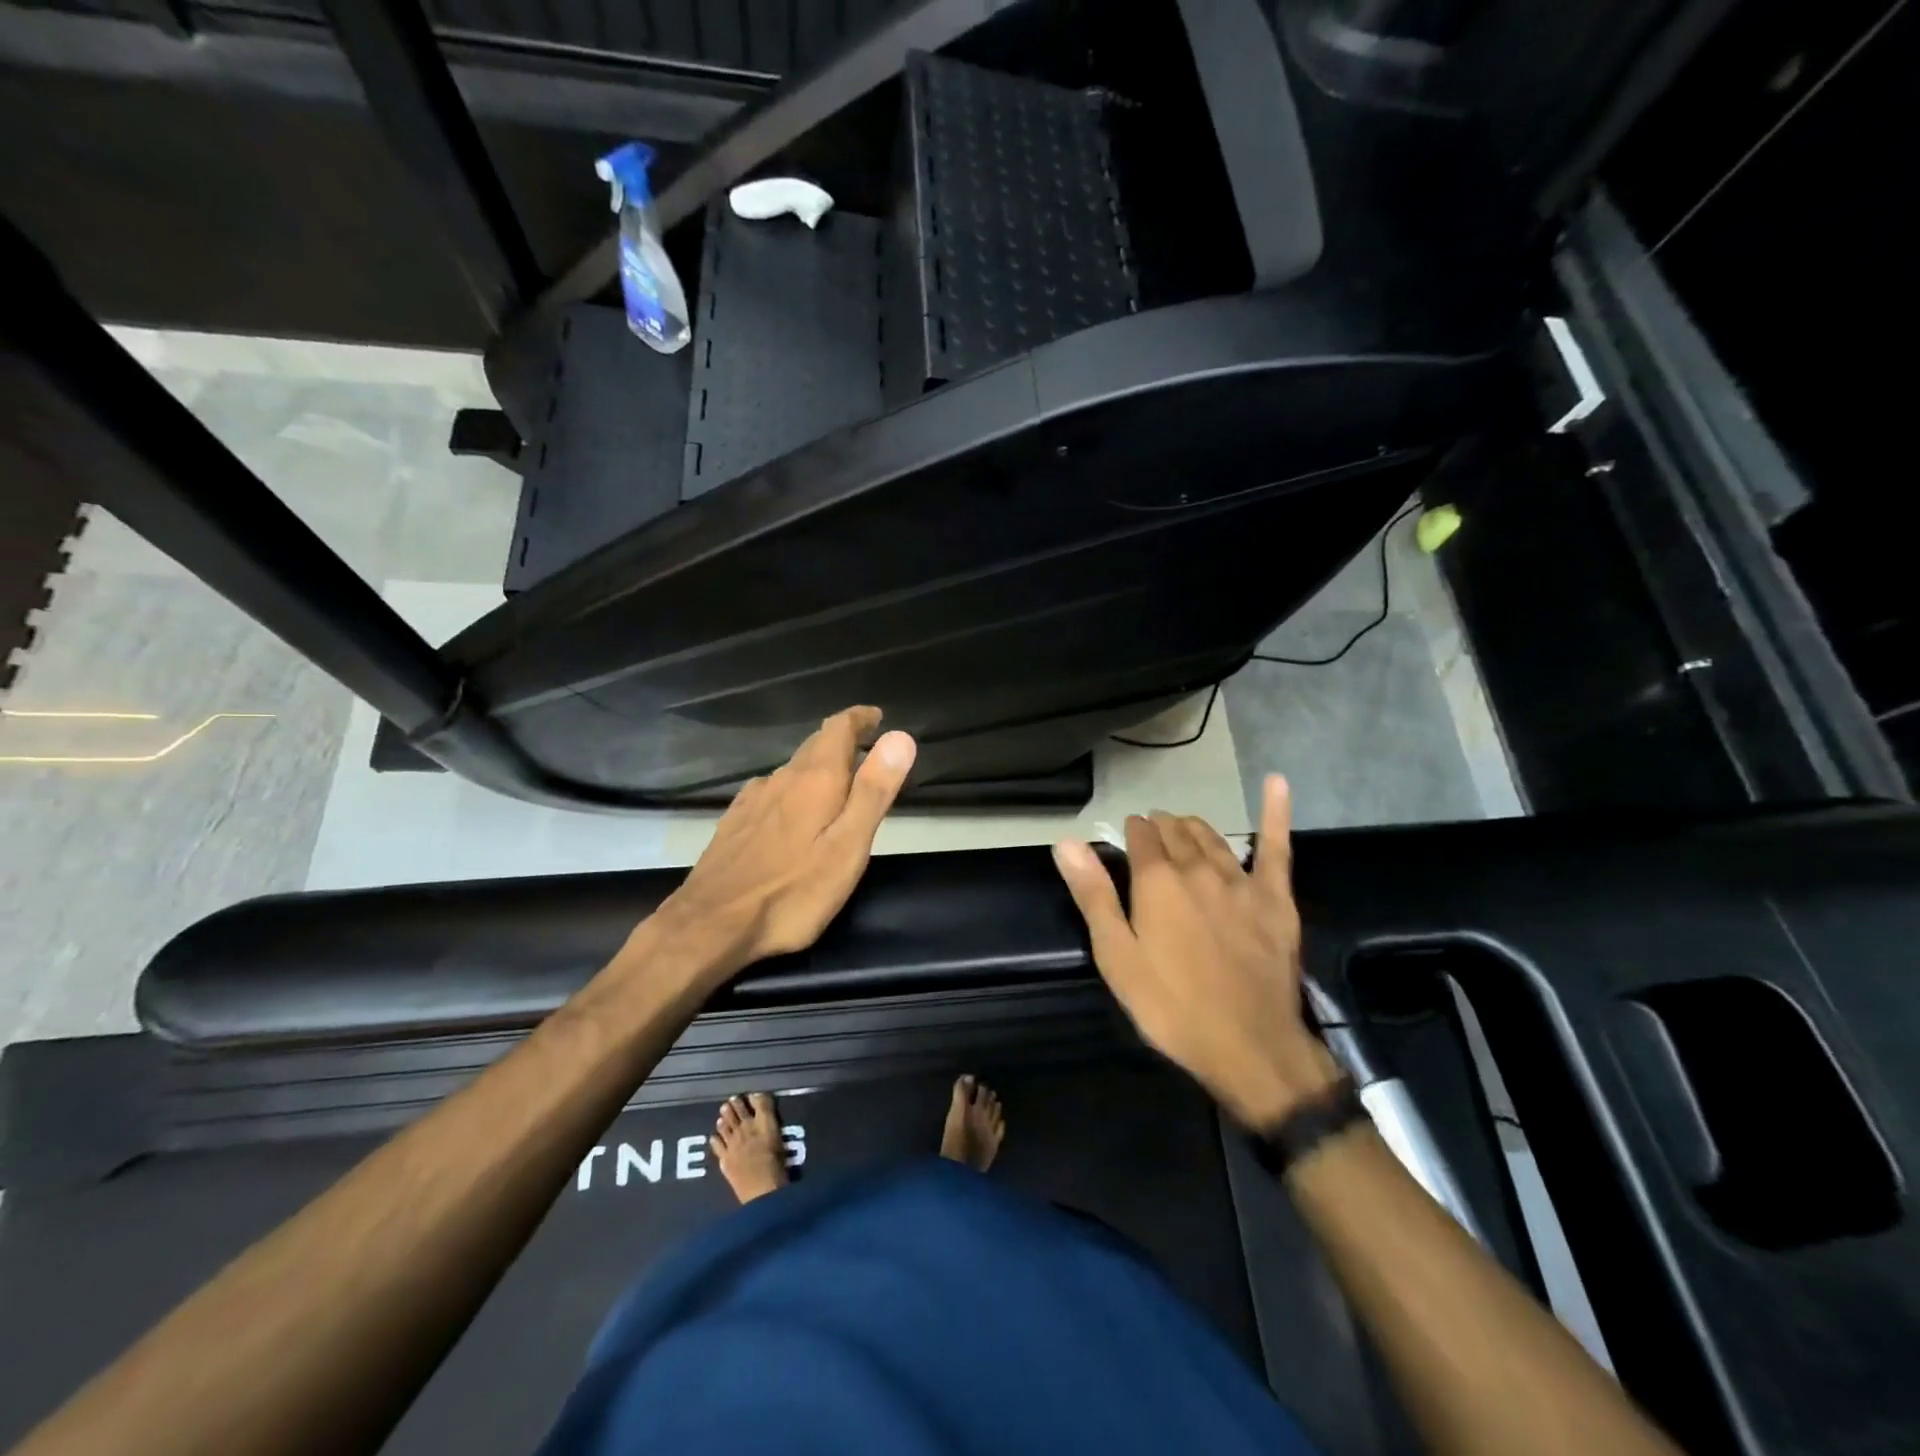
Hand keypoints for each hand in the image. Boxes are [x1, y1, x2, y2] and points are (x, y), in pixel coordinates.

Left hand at [651, 707, 915, 979]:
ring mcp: (753, 800)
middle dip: (842, 741)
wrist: (711, 924)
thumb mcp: (848, 846)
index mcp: (815, 780)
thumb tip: (900, 737)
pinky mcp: (734, 823)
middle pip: (814, 745)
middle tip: (865, 748)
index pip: (838, 729)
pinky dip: (791, 790)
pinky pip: (770, 791)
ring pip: (791, 770)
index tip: (876, 717)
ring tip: (835, 782)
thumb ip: (874, 791)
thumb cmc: (792, 891)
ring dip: (816, 766)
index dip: (859, 718)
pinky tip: (789, 810)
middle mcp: (782, 779)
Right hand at [1052, 775, 1338, 1129]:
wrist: (1250, 1046)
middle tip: (1150, 838)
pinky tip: (1278, 782)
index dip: (1130, 833)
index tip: (1125, 839)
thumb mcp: (1117, 956)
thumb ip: (1093, 894)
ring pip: (1212, 836)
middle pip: (1176, 831)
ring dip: (1193, 827)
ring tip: (1181, 828)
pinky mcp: (1276, 898)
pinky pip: (1276, 846)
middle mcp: (1198, 869)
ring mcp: (1241, 880)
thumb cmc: (1171, 1006)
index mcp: (1157, 881)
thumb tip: (1066, 841)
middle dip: (1159, 827)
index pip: (1140, 836)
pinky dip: (1275, 811)